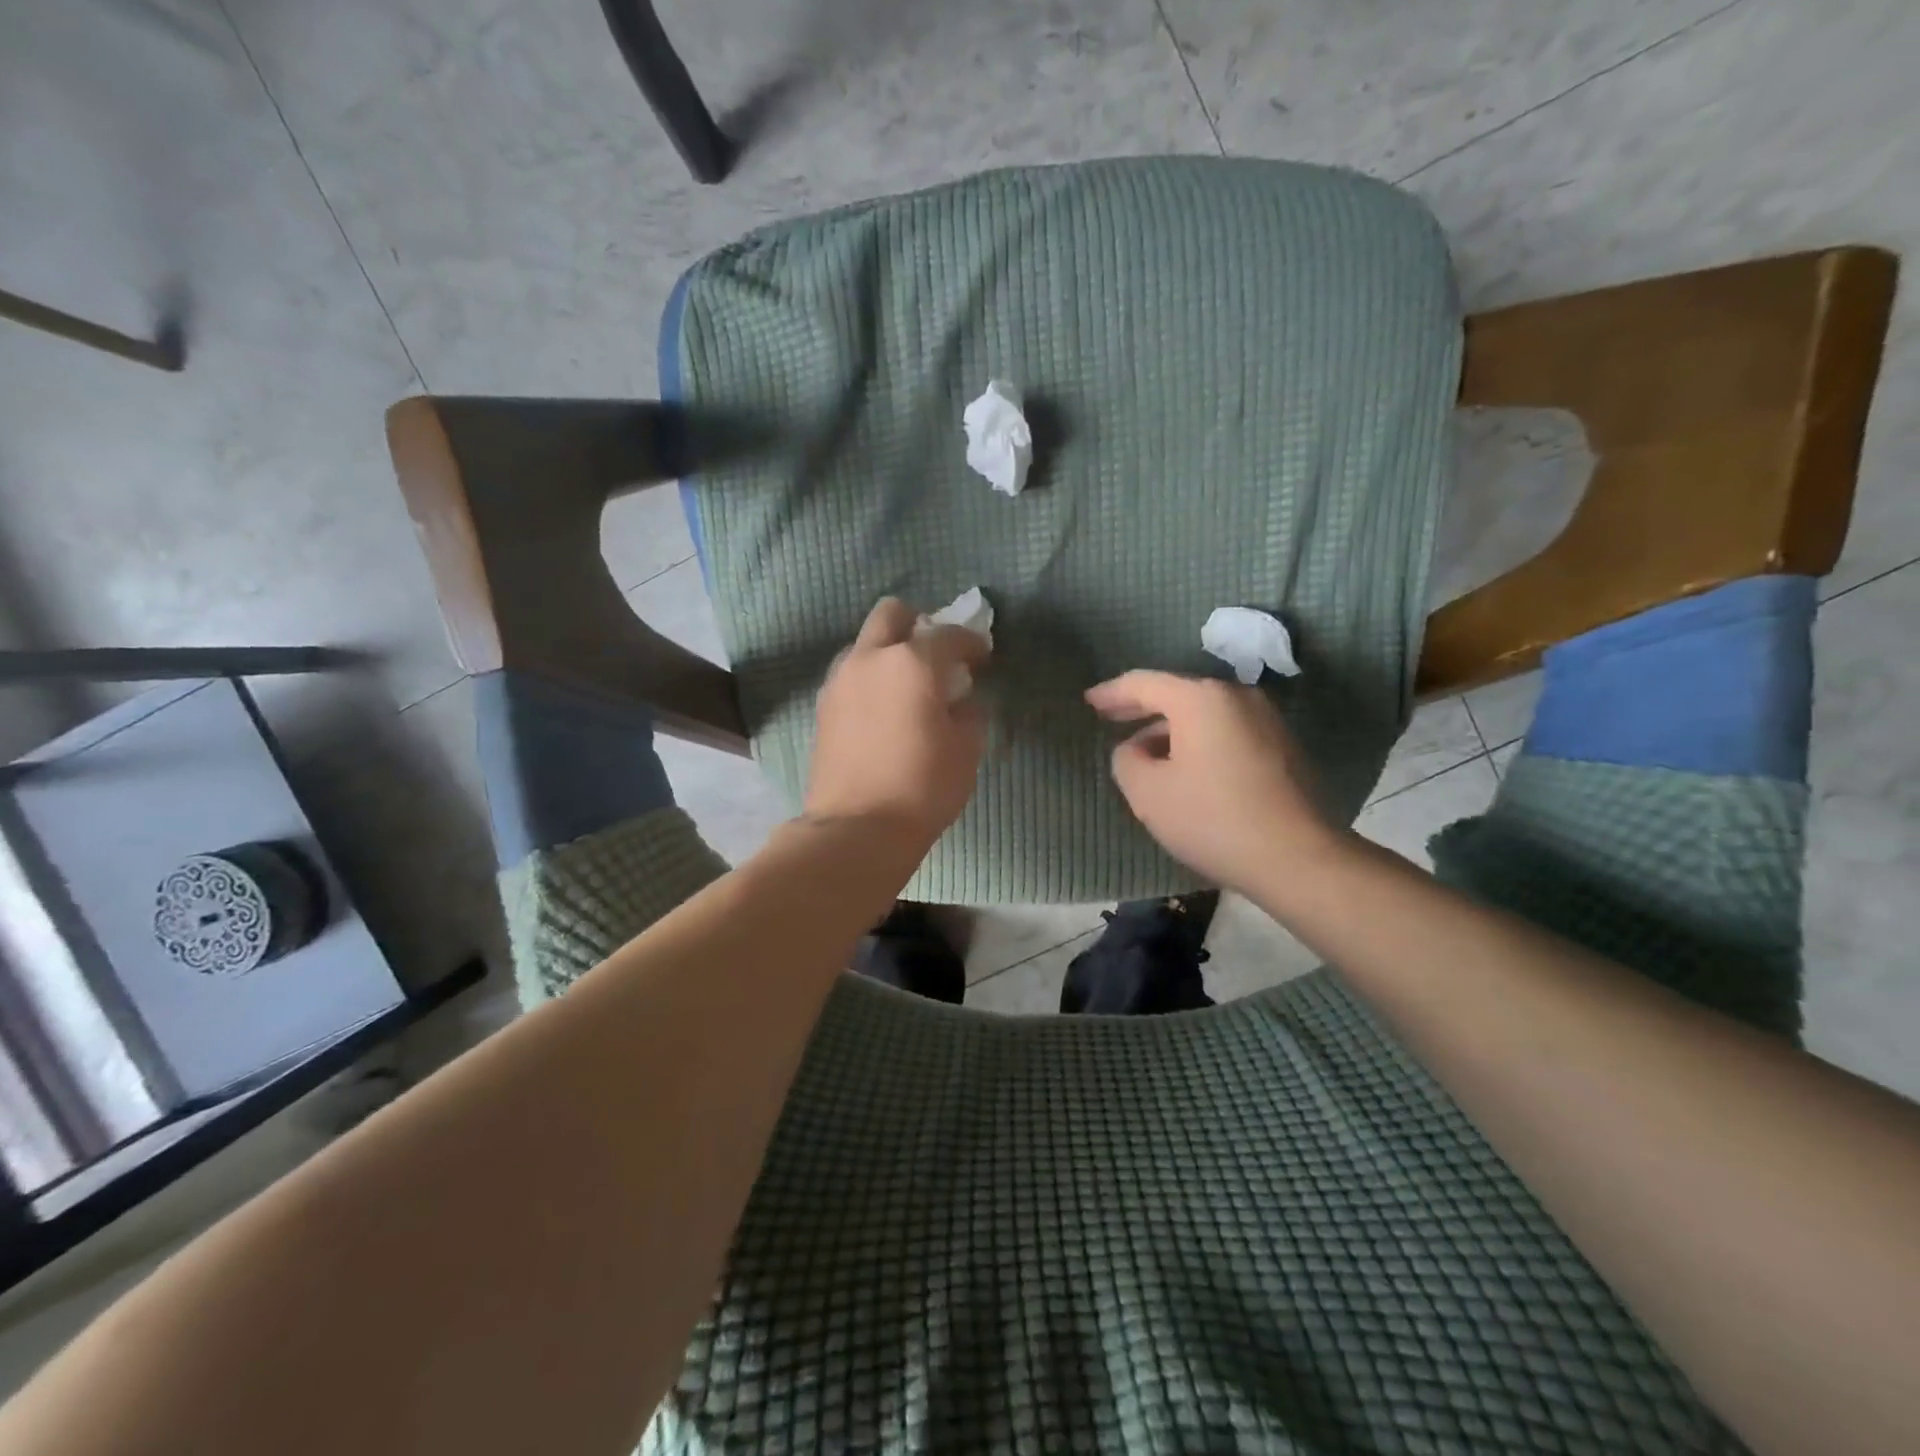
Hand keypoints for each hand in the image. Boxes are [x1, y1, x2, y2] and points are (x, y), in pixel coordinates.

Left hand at [804, 598, 990, 846]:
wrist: (856, 828)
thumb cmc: (922, 786)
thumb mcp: (966, 749)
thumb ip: (968, 711)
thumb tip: (960, 700)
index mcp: (912, 662)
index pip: (949, 634)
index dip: (972, 642)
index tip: (983, 658)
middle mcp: (870, 658)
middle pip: (892, 614)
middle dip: (918, 624)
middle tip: (936, 657)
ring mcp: (840, 680)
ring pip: (865, 644)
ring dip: (888, 652)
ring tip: (907, 687)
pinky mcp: (823, 707)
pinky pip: (850, 674)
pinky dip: (870, 679)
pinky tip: (884, 710)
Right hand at [1085, 670, 1337, 890]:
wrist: (1297, 859)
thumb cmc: (1212, 819)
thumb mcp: (1148, 792)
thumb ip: (1126, 760)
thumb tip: (1135, 749)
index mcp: (1200, 699)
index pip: (1144, 683)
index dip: (1111, 693)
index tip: (1089, 702)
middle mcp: (1237, 697)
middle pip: (1178, 694)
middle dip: (1141, 708)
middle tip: (1110, 717)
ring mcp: (1266, 720)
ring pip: (1204, 715)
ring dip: (1171, 729)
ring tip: (1145, 752)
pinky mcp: (1283, 747)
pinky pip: (1227, 732)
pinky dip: (1199, 742)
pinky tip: (1186, 768)